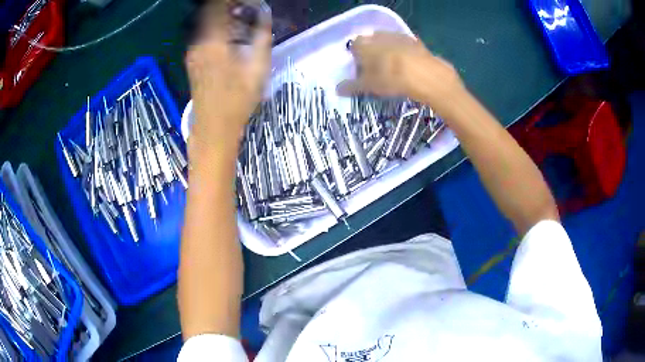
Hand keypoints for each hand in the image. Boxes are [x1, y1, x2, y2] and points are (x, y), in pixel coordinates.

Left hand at [185, 3, 270, 159]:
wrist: (213, 128)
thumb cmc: (237, 100)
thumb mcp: (258, 68)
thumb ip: (262, 36)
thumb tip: (265, 14)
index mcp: (214, 41)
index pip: (217, 6)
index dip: (229, 1)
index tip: (245, 2)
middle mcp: (198, 43)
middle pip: (209, 12)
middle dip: (226, 6)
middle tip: (245, 9)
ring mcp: (193, 52)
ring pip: (204, 23)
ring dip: (221, 17)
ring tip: (240, 19)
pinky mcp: (192, 61)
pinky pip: (202, 35)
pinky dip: (215, 28)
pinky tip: (229, 35)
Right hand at [337, 32, 465, 113]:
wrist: (423, 74)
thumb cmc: (389, 78)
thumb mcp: (368, 86)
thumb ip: (352, 86)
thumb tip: (337, 89)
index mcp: (363, 44)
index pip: (354, 47)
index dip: (357, 58)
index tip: (362, 70)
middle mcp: (378, 36)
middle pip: (371, 43)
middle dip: (372, 53)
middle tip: (377, 70)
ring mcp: (397, 36)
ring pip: (388, 42)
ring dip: (388, 52)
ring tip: (394, 69)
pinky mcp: (414, 41)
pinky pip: (404, 46)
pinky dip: (404, 53)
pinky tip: (408, 66)